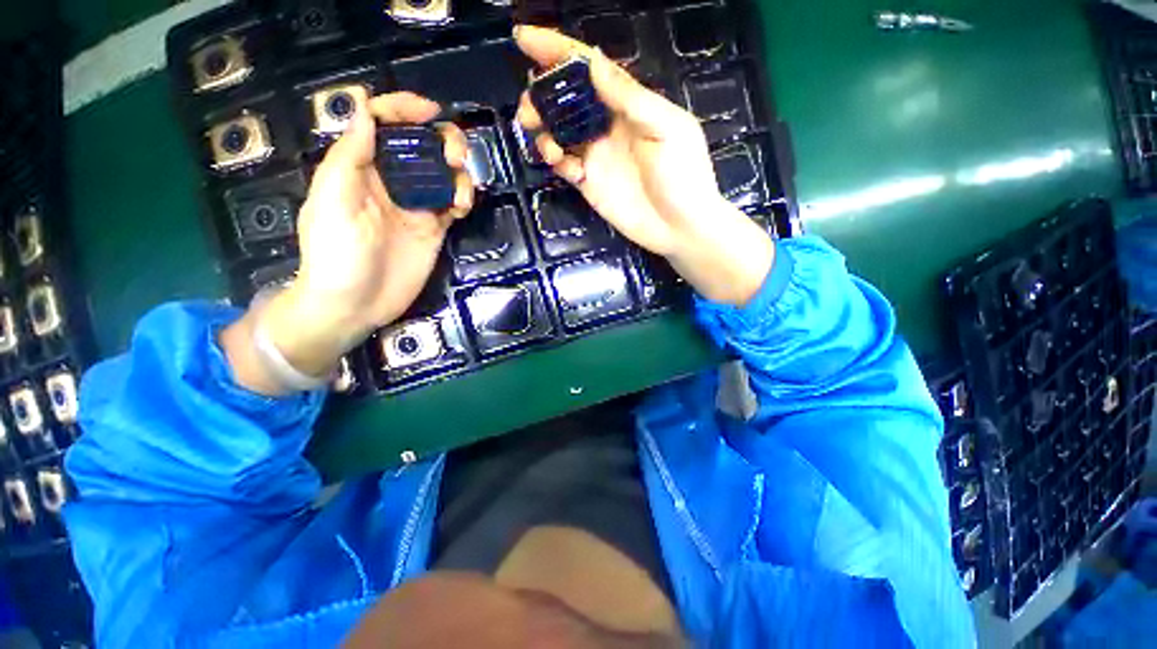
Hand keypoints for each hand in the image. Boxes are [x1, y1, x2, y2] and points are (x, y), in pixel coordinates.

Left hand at [222, 89, 473, 394]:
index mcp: (361, 169)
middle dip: (442, 141)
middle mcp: (391, 182)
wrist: (355, 305)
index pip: (382, 125)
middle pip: (421, 146)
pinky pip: (453, 204)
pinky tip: (462, 207)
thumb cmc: (336, 254)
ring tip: (461, 191)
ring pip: (443, 174)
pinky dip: (463, 199)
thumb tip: (365, 109)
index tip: (431, 112)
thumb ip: (350, 157)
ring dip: (458, 172)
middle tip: (456, 156)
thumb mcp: (333, 201)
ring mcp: (416, 207)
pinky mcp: (434, 229)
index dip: (404, 109)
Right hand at [514, 26, 772, 306]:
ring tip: (549, 146)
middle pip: (566, 100)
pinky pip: (564, 166)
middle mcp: (608, 126)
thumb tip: (593, 62)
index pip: (589, 69)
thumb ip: (630, 98)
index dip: (557, 51)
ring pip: (559, 133)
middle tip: (529, 110)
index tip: (524, 39)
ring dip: (544, 132)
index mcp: (628, 105)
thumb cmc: (684, 176)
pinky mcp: (590, 184)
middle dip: (542, 97)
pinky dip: (558, 163)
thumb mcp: (666, 129)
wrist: (680, 228)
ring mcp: (597, 156)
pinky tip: (567, 169)